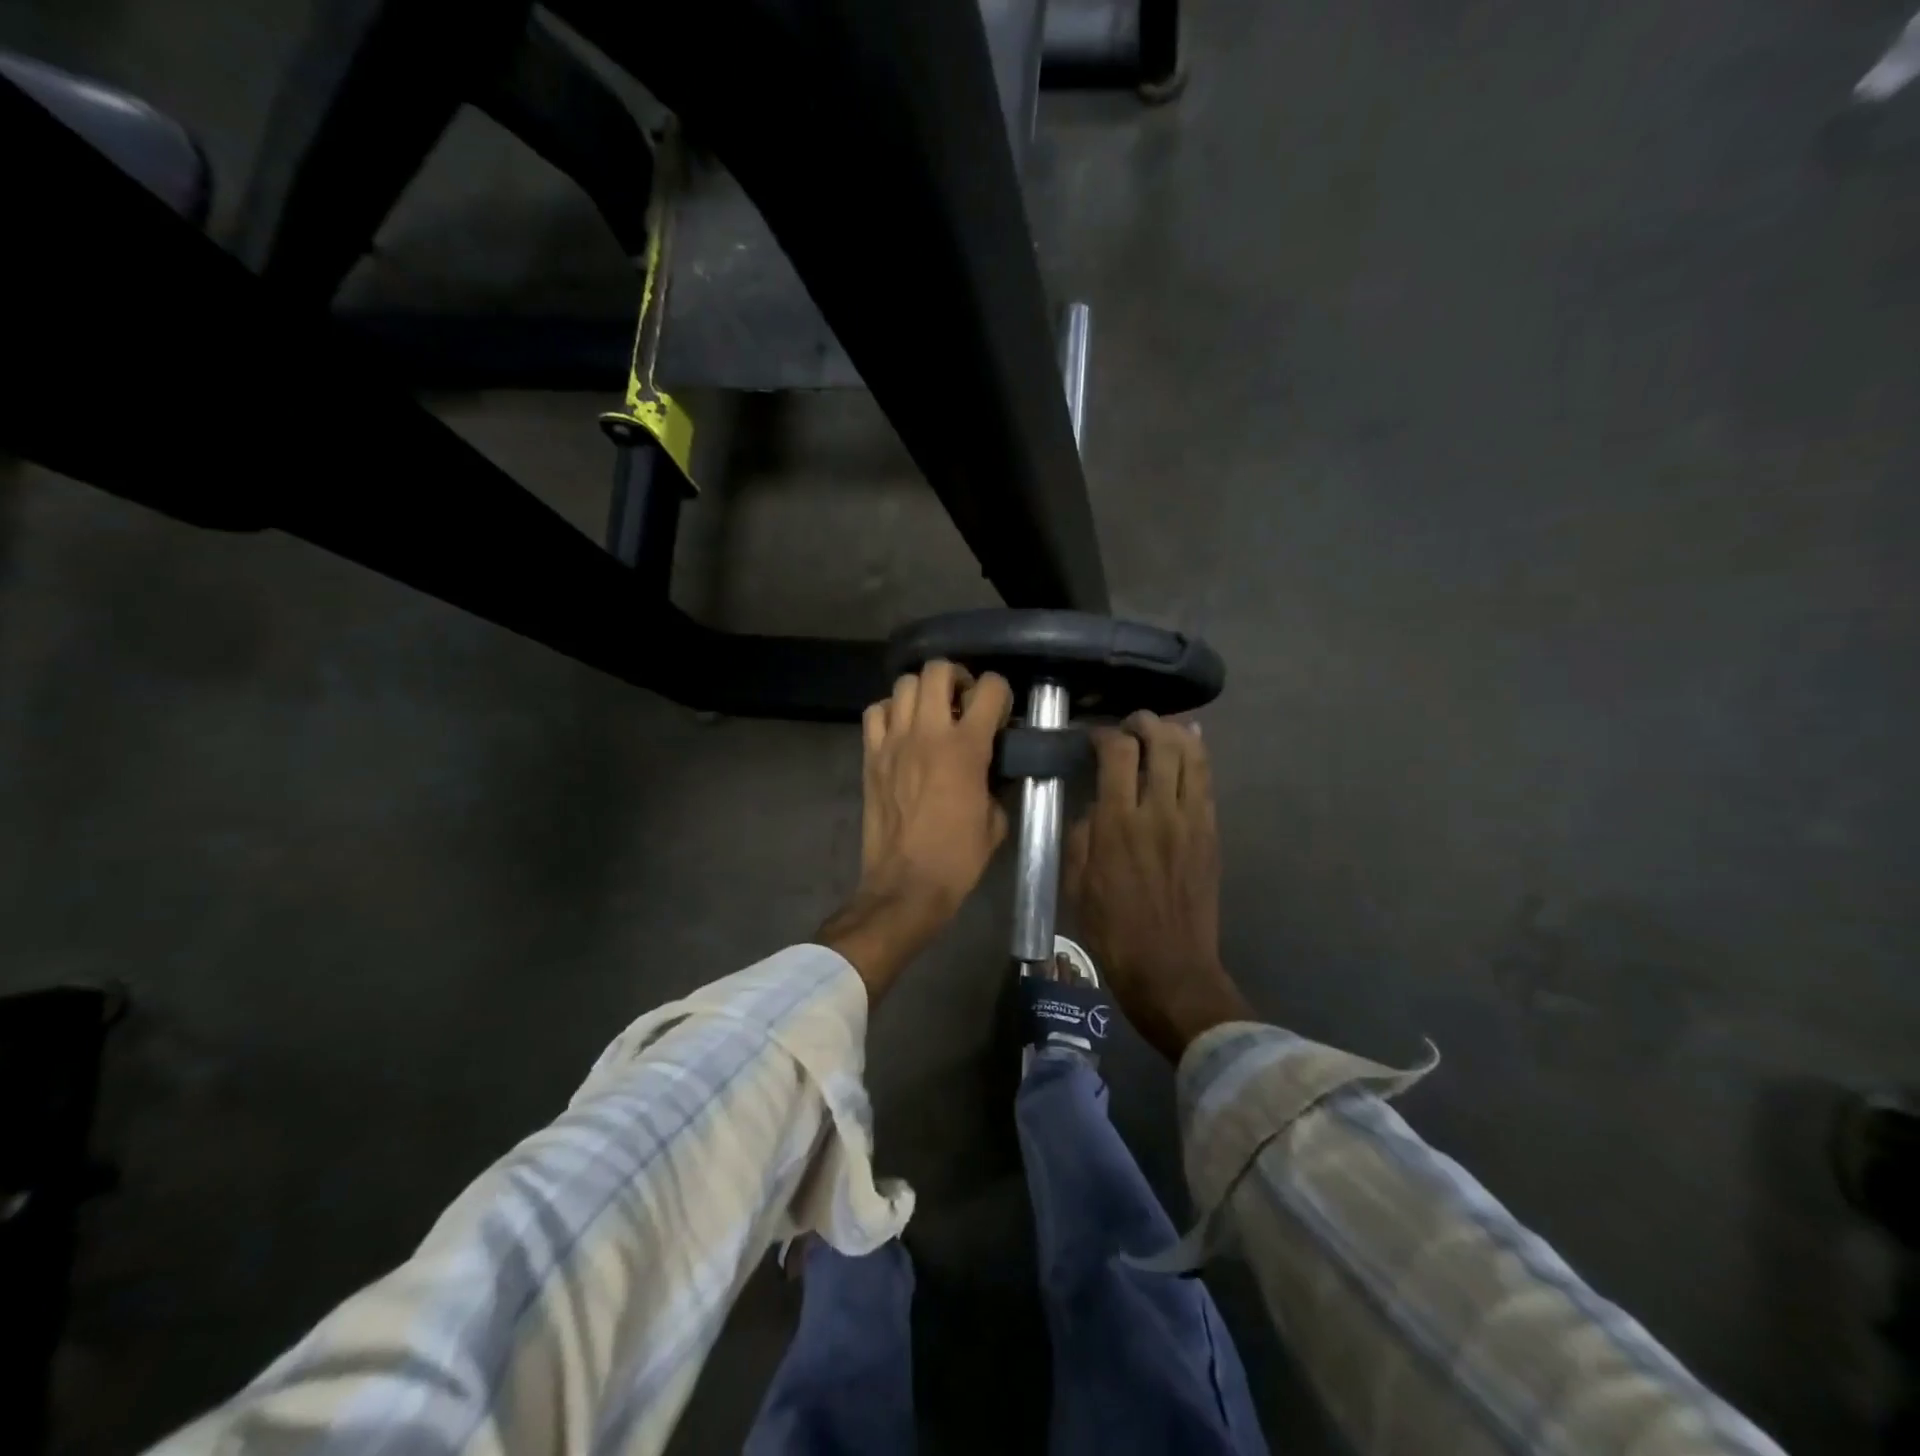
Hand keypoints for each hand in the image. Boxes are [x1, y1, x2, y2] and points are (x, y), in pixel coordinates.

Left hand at [820, 661, 1013, 997]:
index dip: (999, 692)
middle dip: (957, 677)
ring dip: (923, 691)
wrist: (905, 885)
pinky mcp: (871, 756)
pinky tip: (901, 728)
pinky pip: (875, 712)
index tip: (999, 711)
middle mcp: (928, 733)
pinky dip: (890, 711)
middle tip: (963, 700)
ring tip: (931, 712)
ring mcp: (894, 742)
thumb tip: (991, 768)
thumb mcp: (995, 821)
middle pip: (938, 670)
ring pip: (904, 684)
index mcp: (966, 748)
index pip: (989, 689)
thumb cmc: (958, 858)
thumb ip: (995, 783)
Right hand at [1065, 712, 1253, 1061]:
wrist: (1170, 968)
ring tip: (1162, 729)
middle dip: (1145, 723)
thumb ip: (1083, 835)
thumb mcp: (1077, 883)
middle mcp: (1158, 811)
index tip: (1095, 737)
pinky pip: (1207, 783)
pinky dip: (1199, 758)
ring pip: (1193, 757)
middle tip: (1131, 724)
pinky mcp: (1211, 834)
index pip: (1118, 754)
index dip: (1105, 735)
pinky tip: (1191, 747)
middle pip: (1161, 743)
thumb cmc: (1113, 930)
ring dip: (1177, 733)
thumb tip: (1094, 807)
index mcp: (1118, 823)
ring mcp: (1192, 821)